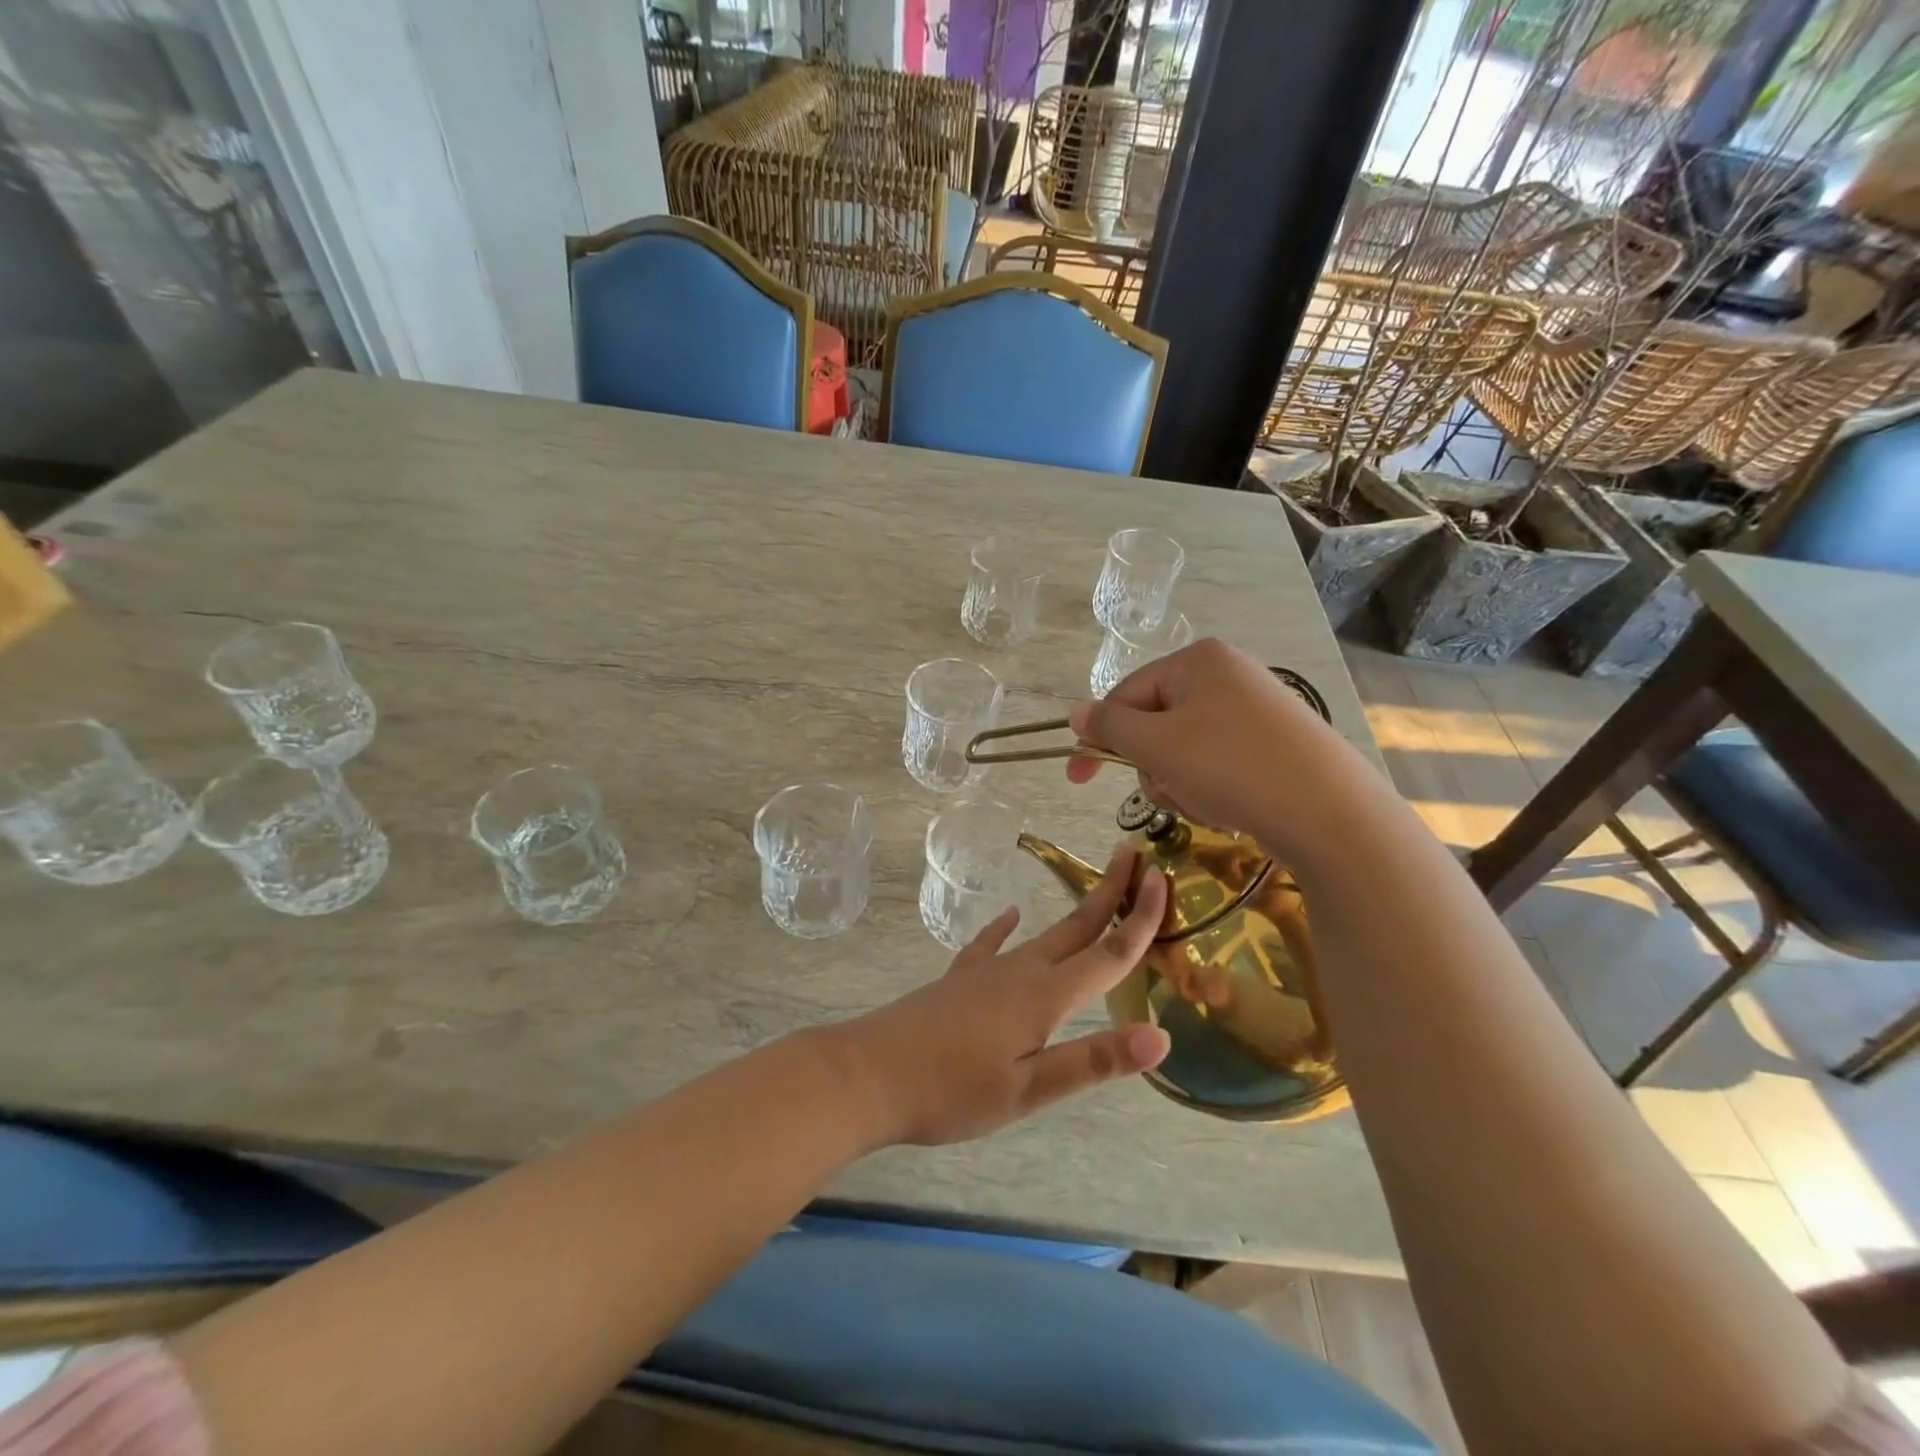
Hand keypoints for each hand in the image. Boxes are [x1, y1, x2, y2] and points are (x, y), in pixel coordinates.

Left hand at [834, 845, 1169, 1146]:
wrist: (870, 1073)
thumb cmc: (952, 1090)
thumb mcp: (1029, 1089)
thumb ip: (1093, 1060)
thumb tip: (1161, 1036)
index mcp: (1045, 996)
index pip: (1108, 954)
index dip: (1141, 920)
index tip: (1164, 880)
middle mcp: (1020, 971)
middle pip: (1077, 926)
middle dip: (1111, 892)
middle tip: (1135, 856)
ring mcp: (986, 970)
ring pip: (1043, 932)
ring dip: (1075, 910)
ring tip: (1095, 890)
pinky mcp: (959, 979)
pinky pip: (991, 943)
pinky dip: (1005, 927)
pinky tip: (1008, 915)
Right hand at [1065, 637, 1346, 853]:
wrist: (1329, 811)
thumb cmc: (1231, 767)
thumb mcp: (1156, 745)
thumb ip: (1109, 726)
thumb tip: (1076, 713)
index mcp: (1197, 661)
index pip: (1126, 694)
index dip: (1098, 737)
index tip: (1076, 778)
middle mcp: (1227, 675)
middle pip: (1156, 724)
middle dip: (1154, 766)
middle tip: (1171, 790)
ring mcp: (1255, 709)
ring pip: (1185, 750)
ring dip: (1182, 783)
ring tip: (1208, 803)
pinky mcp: (1274, 744)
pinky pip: (1218, 763)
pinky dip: (1213, 789)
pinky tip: (1232, 808)